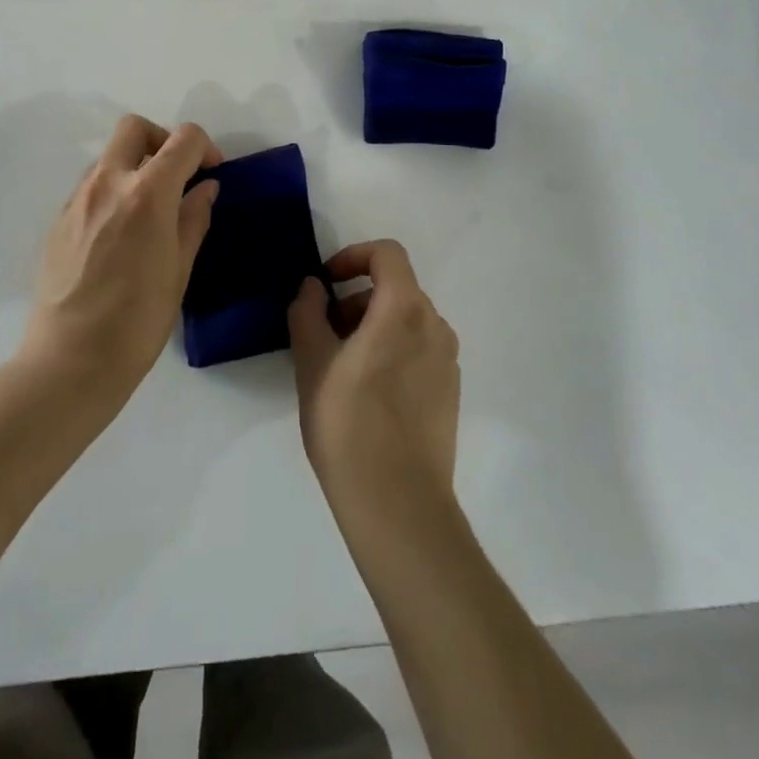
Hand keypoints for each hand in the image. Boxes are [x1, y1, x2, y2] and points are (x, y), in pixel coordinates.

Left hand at [21, 115, 221, 395]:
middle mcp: (108, 183)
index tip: (211, 174)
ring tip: (150, 209)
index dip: (205, 148)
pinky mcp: (58, 220)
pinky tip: (121, 233)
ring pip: (110, 156)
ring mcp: (77, 199)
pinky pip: (91, 186)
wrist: (70, 361)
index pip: (183, 139)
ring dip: (135, 165)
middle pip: (135, 128)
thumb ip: (193, 219)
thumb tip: (205, 188)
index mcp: (147, 194)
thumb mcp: (179, 269)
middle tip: (177, 175)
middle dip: (163, 139)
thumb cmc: (138, 321)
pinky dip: (113, 190)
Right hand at [289, 240, 460, 532]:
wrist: (399, 504)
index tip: (326, 283)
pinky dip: (392, 350)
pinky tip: (368, 393)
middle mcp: (434, 325)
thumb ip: (308, 312)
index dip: (353, 257)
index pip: (387, 254)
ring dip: (372, 326)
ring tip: (341, 366)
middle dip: (356, 298)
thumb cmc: (348, 424)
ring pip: (407, 320)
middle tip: (324, 333)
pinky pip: (419, 350)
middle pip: (395, 288)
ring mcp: (447, 360)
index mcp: (404, 309)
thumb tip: (314, 287)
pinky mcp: (450, 391)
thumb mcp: (312, 362)